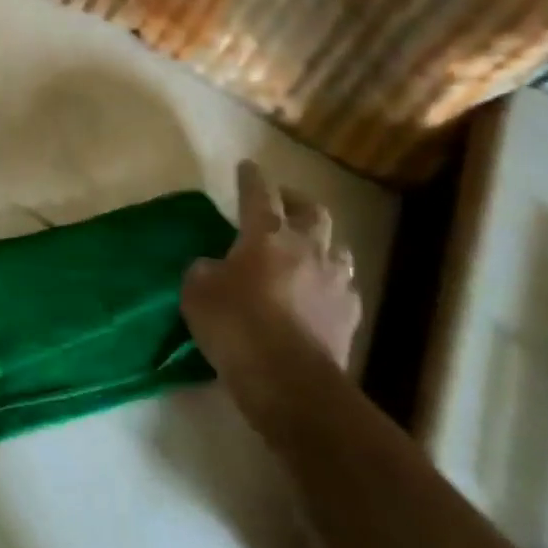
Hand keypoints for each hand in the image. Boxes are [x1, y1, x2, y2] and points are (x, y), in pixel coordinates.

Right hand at [181, 160, 361, 418]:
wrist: (290, 381)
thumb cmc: (236, 327)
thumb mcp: (197, 293)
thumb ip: (204, 270)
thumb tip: (214, 266)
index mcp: (267, 236)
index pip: (259, 194)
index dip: (251, 178)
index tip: (247, 166)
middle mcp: (308, 248)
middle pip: (312, 211)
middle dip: (296, 201)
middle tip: (282, 202)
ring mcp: (336, 281)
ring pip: (337, 246)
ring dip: (320, 241)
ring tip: (306, 248)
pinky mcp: (350, 314)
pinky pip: (344, 286)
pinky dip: (330, 282)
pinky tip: (318, 293)